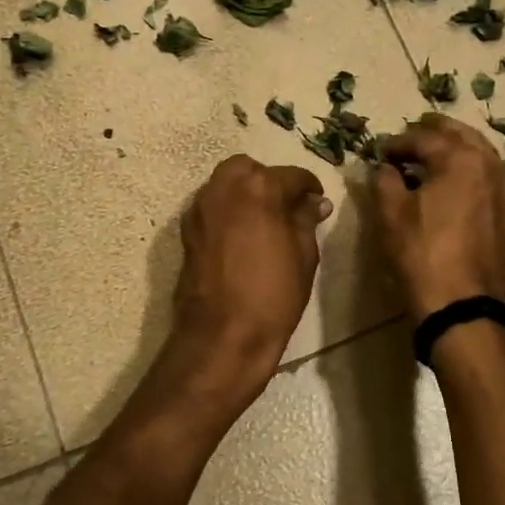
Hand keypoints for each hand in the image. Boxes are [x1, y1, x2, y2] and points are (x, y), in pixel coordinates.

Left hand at [172, 156, 331, 392]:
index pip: (291, 176)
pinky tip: (242, 235)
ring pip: (224, 183)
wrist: (222, 335)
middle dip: (269, 181)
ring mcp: (200, 208)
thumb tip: (314, 203)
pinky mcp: (187, 230)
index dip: (309, 187)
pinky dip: (227, 210)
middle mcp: (224, 188)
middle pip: (249, 169)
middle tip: (286, 207)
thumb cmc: (273, 296)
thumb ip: (306, 220)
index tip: (317, 201)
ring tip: (264, 220)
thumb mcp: (304, 256)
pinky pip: (211, 206)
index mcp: (259, 189)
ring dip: (245, 192)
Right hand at [373, 114, 504, 322]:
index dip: (398, 142)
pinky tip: (454, 180)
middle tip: (410, 136)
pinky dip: (470, 168)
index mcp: (461, 158)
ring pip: (479, 153)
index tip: (379, 151)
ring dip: (454, 148)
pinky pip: (489, 175)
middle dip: (433, 133)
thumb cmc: (422, 253)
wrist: (461, 303)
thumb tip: (384, 167)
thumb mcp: (391, 214)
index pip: (424, 138)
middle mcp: (491, 164)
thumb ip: (385, 180)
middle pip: (460, 135)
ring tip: (430, 156)